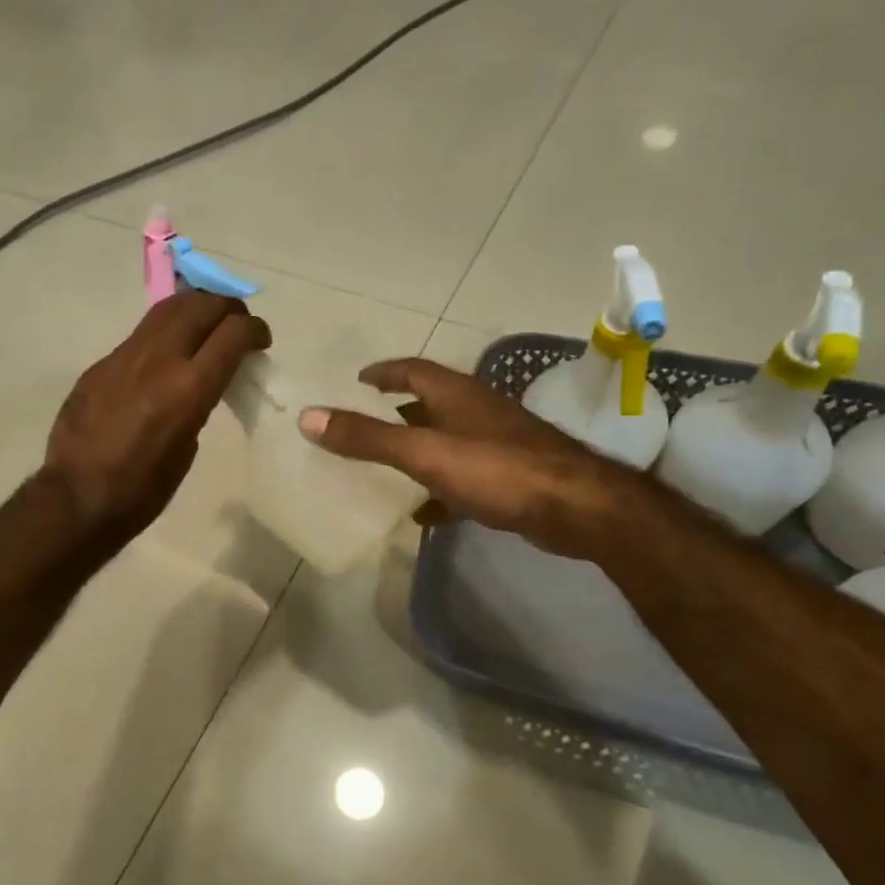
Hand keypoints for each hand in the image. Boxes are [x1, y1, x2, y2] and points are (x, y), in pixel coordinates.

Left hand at [44, 292, 270, 547]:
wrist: (77, 497)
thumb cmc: (143, 489)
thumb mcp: (187, 447)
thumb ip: (197, 404)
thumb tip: (197, 384)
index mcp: (189, 388)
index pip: (233, 333)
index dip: (255, 330)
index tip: (260, 341)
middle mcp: (160, 359)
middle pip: (202, 305)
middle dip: (228, 309)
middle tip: (236, 326)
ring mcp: (125, 356)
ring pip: (169, 308)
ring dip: (196, 309)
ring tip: (205, 326)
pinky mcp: (101, 363)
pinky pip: (141, 334)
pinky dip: (165, 333)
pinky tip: (165, 357)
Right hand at [296, 357, 624, 555]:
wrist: (576, 506)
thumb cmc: (496, 469)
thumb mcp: (424, 452)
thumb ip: (367, 437)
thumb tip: (309, 418)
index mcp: (456, 394)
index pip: (412, 370)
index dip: (383, 372)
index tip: (358, 380)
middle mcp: (477, 411)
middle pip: (430, 403)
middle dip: (397, 411)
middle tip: (364, 424)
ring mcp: (497, 443)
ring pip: (446, 440)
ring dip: (417, 450)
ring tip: (385, 469)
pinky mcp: (510, 477)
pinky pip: (463, 476)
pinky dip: (439, 488)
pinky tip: (423, 513)